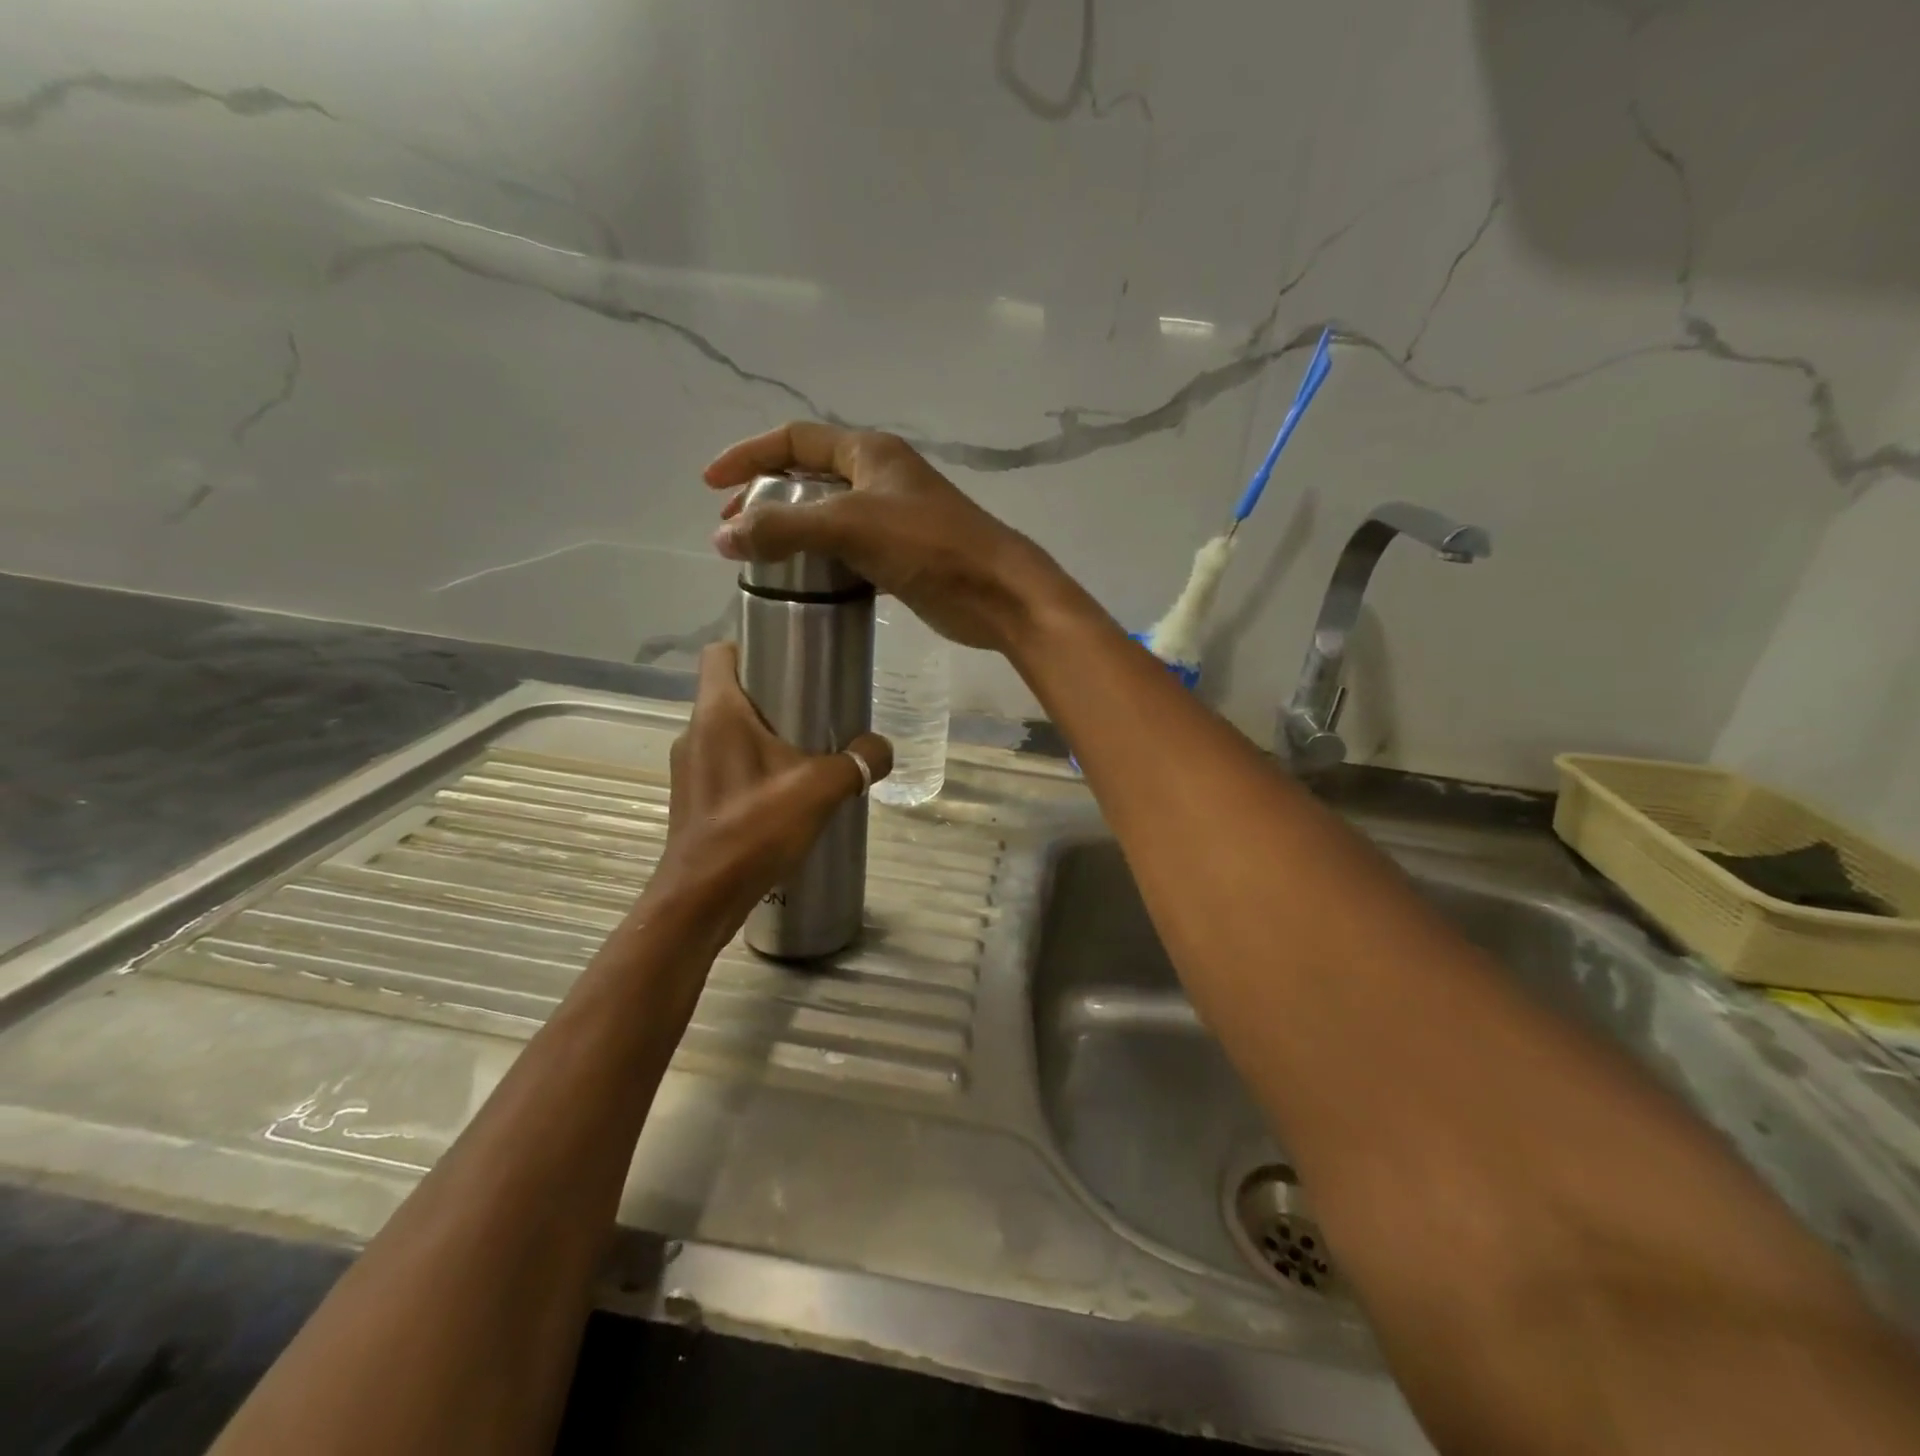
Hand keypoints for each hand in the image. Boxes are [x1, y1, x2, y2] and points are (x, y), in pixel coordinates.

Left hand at [649, 642, 891, 940]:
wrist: (702, 897)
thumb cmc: (754, 828)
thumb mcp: (820, 789)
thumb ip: (857, 762)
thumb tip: (882, 749)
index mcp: (718, 712)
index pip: (721, 652)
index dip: (751, 645)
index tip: (790, 659)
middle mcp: (695, 731)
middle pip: (730, 692)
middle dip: (771, 695)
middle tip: (814, 710)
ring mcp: (688, 766)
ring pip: (728, 731)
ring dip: (762, 736)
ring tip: (803, 755)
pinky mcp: (692, 797)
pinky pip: (724, 764)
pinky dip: (751, 767)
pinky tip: (781, 794)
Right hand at [703, 422, 1069, 652]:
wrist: (997, 593)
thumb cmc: (929, 546)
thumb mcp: (850, 527)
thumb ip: (784, 528)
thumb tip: (723, 536)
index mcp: (870, 453)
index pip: (795, 439)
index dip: (749, 455)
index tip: (711, 485)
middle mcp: (881, 478)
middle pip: (809, 477)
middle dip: (767, 497)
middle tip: (734, 529)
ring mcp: (894, 519)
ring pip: (829, 518)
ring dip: (793, 534)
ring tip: (760, 560)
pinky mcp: (903, 557)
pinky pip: (850, 552)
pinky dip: (823, 563)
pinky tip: (805, 585)